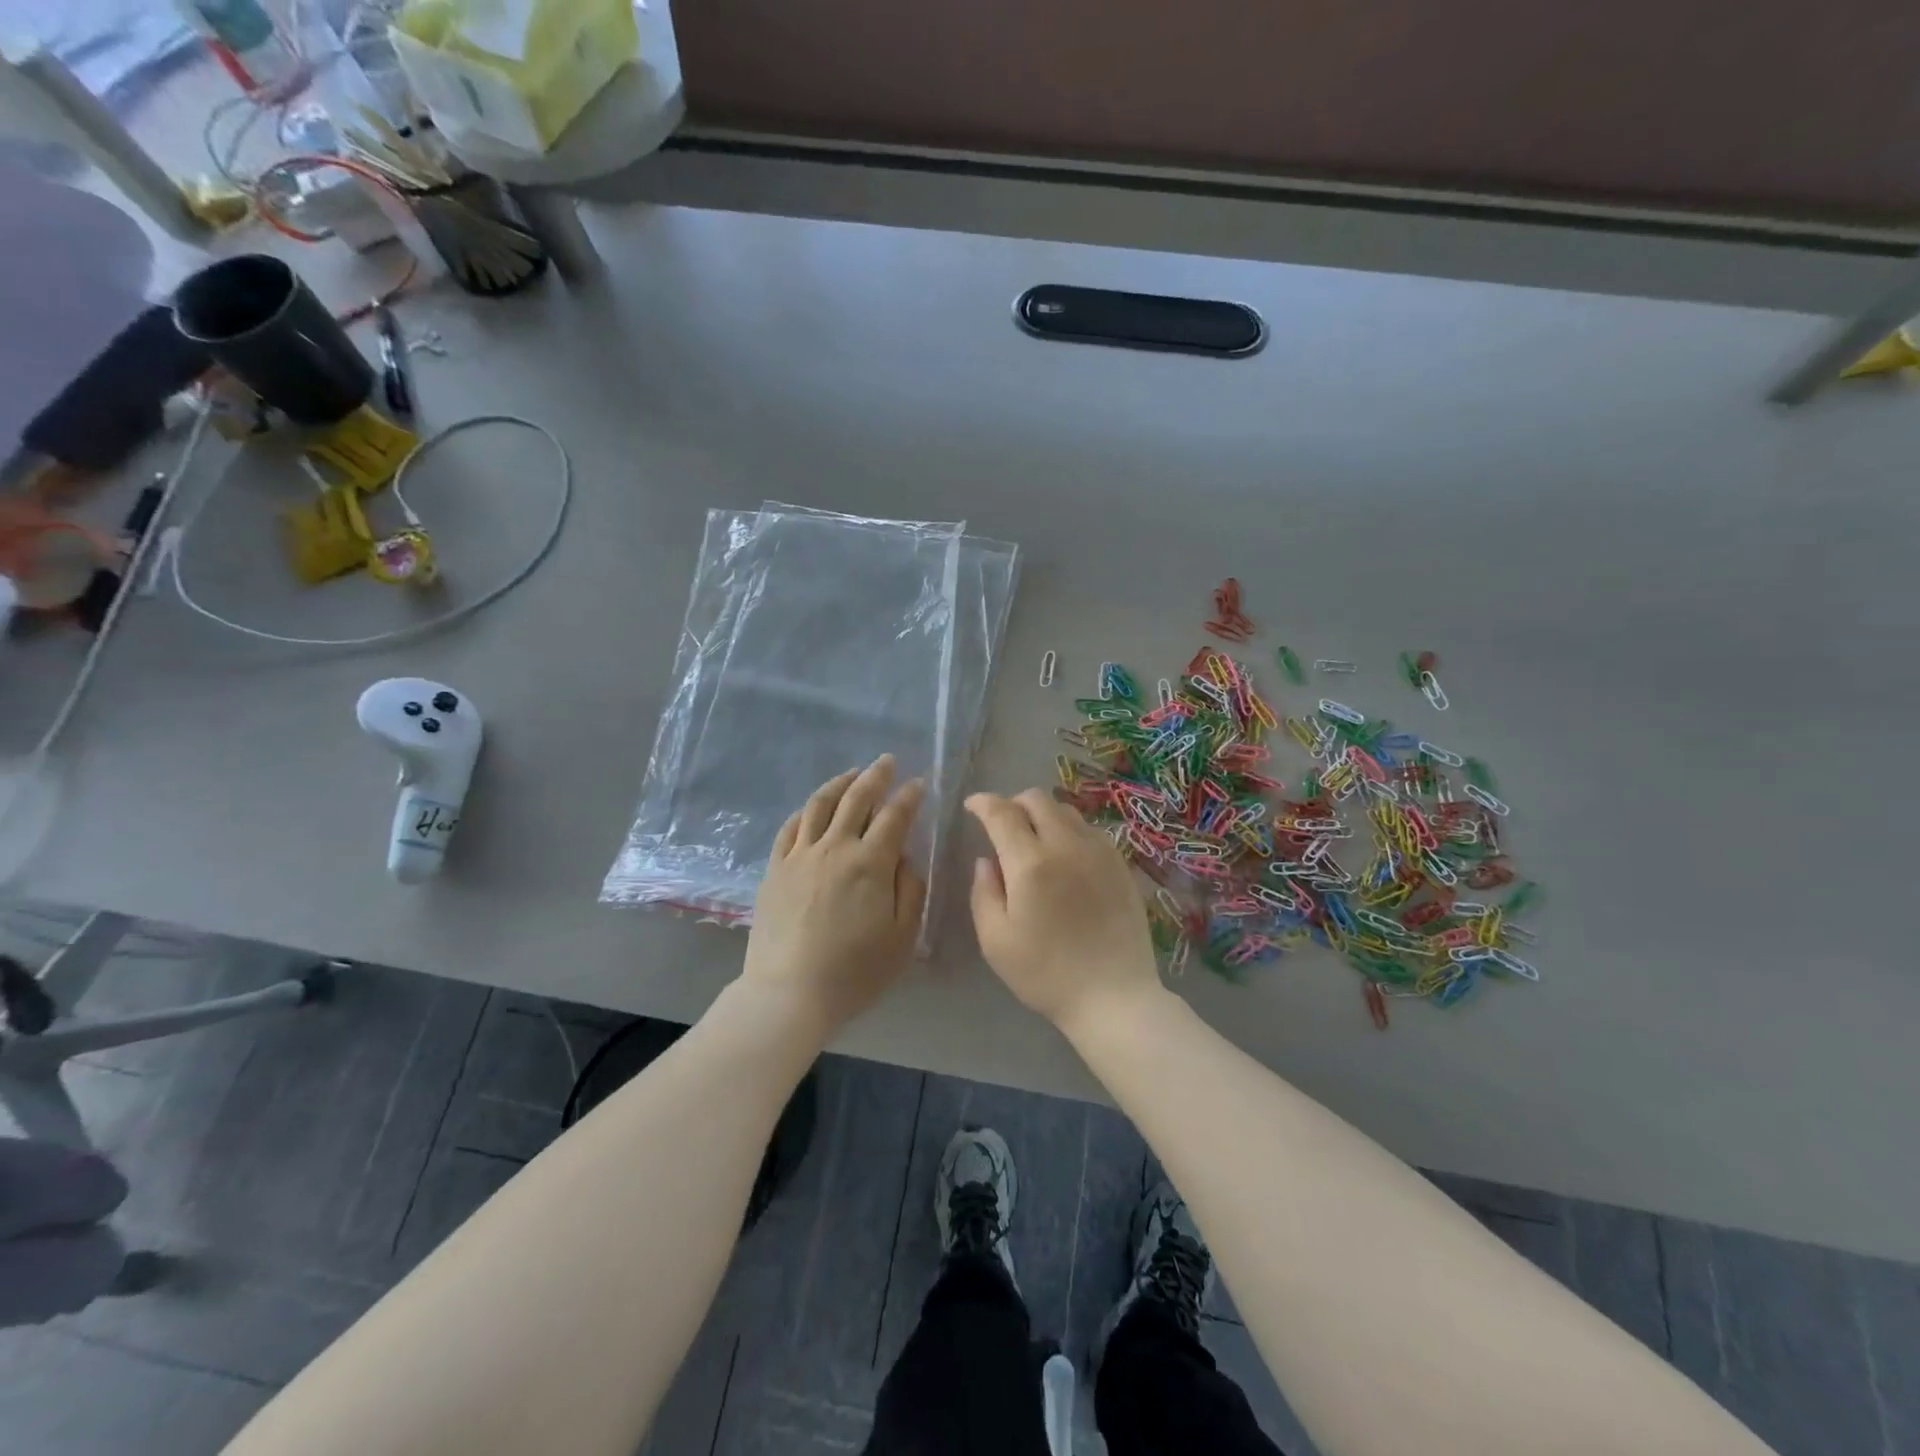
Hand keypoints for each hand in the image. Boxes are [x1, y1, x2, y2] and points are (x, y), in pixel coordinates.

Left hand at [742, 756, 925, 1035]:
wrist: (789, 993)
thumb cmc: (855, 972)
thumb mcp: (903, 937)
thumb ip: (910, 889)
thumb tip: (905, 856)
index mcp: (871, 863)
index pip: (895, 816)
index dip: (909, 796)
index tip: (919, 783)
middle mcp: (834, 848)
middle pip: (856, 798)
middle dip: (876, 775)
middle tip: (887, 761)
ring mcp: (800, 856)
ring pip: (820, 804)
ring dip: (840, 783)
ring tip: (853, 773)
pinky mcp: (775, 869)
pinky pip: (791, 827)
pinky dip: (807, 810)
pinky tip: (815, 807)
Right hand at [965, 789, 1165, 1037]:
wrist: (1114, 996)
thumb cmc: (1045, 974)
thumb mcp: (995, 940)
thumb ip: (984, 892)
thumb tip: (986, 860)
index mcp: (1030, 863)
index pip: (1002, 812)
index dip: (983, 802)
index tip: (972, 806)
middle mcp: (1066, 845)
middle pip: (1037, 799)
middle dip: (1013, 803)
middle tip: (1003, 825)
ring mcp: (1099, 852)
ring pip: (1066, 810)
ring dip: (1043, 815)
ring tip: (1035, 840)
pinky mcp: (1121, 864)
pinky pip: (1090, 830)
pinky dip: (1070, 831)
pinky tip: (1066, 858)